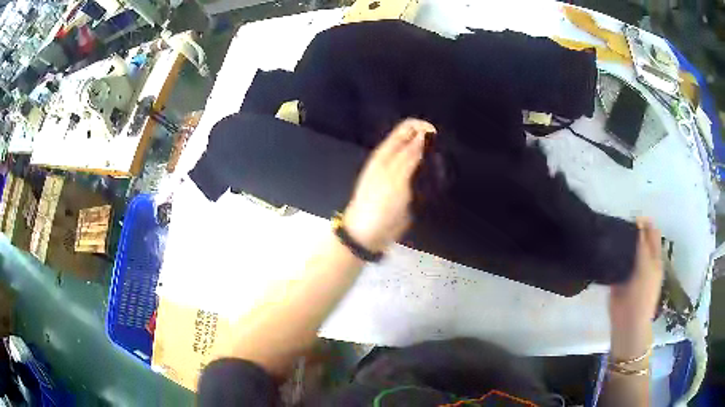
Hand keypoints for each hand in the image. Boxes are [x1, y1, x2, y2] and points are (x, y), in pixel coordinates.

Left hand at [343, 118, 435, 251]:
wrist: (368, 235)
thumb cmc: (378, 205)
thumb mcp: (394, 178)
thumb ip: (409, 156)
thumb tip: (425, 134)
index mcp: (387, 153)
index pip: (407, 127)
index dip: (423, 127)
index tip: (438, 138)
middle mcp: (394, 161)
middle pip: (415, 141)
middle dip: (430, 143)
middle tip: (442, 155)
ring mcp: (402, 176)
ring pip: (421, 159)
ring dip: (432, 160)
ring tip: (443, 167)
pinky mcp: (409, 191)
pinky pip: (423, 177)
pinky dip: (431, 176)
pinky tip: (440, 181)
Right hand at [609, 217, 662, 357]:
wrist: (627, 322)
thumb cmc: (642, 295)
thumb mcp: (646, 267)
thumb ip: (643, 245)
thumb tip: (639, 223)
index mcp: (655, 258)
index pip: (652, 233)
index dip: (645, 224)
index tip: (634, 219)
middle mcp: (645, 261)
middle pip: (640, 240)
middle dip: (633, 232)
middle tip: (623, 228)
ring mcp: (632, 270)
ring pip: (628, 250)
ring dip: (623, 243)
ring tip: (614, 237)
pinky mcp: (619, 279)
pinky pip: (617, 262)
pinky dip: (614, 256)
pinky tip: (608, 250)